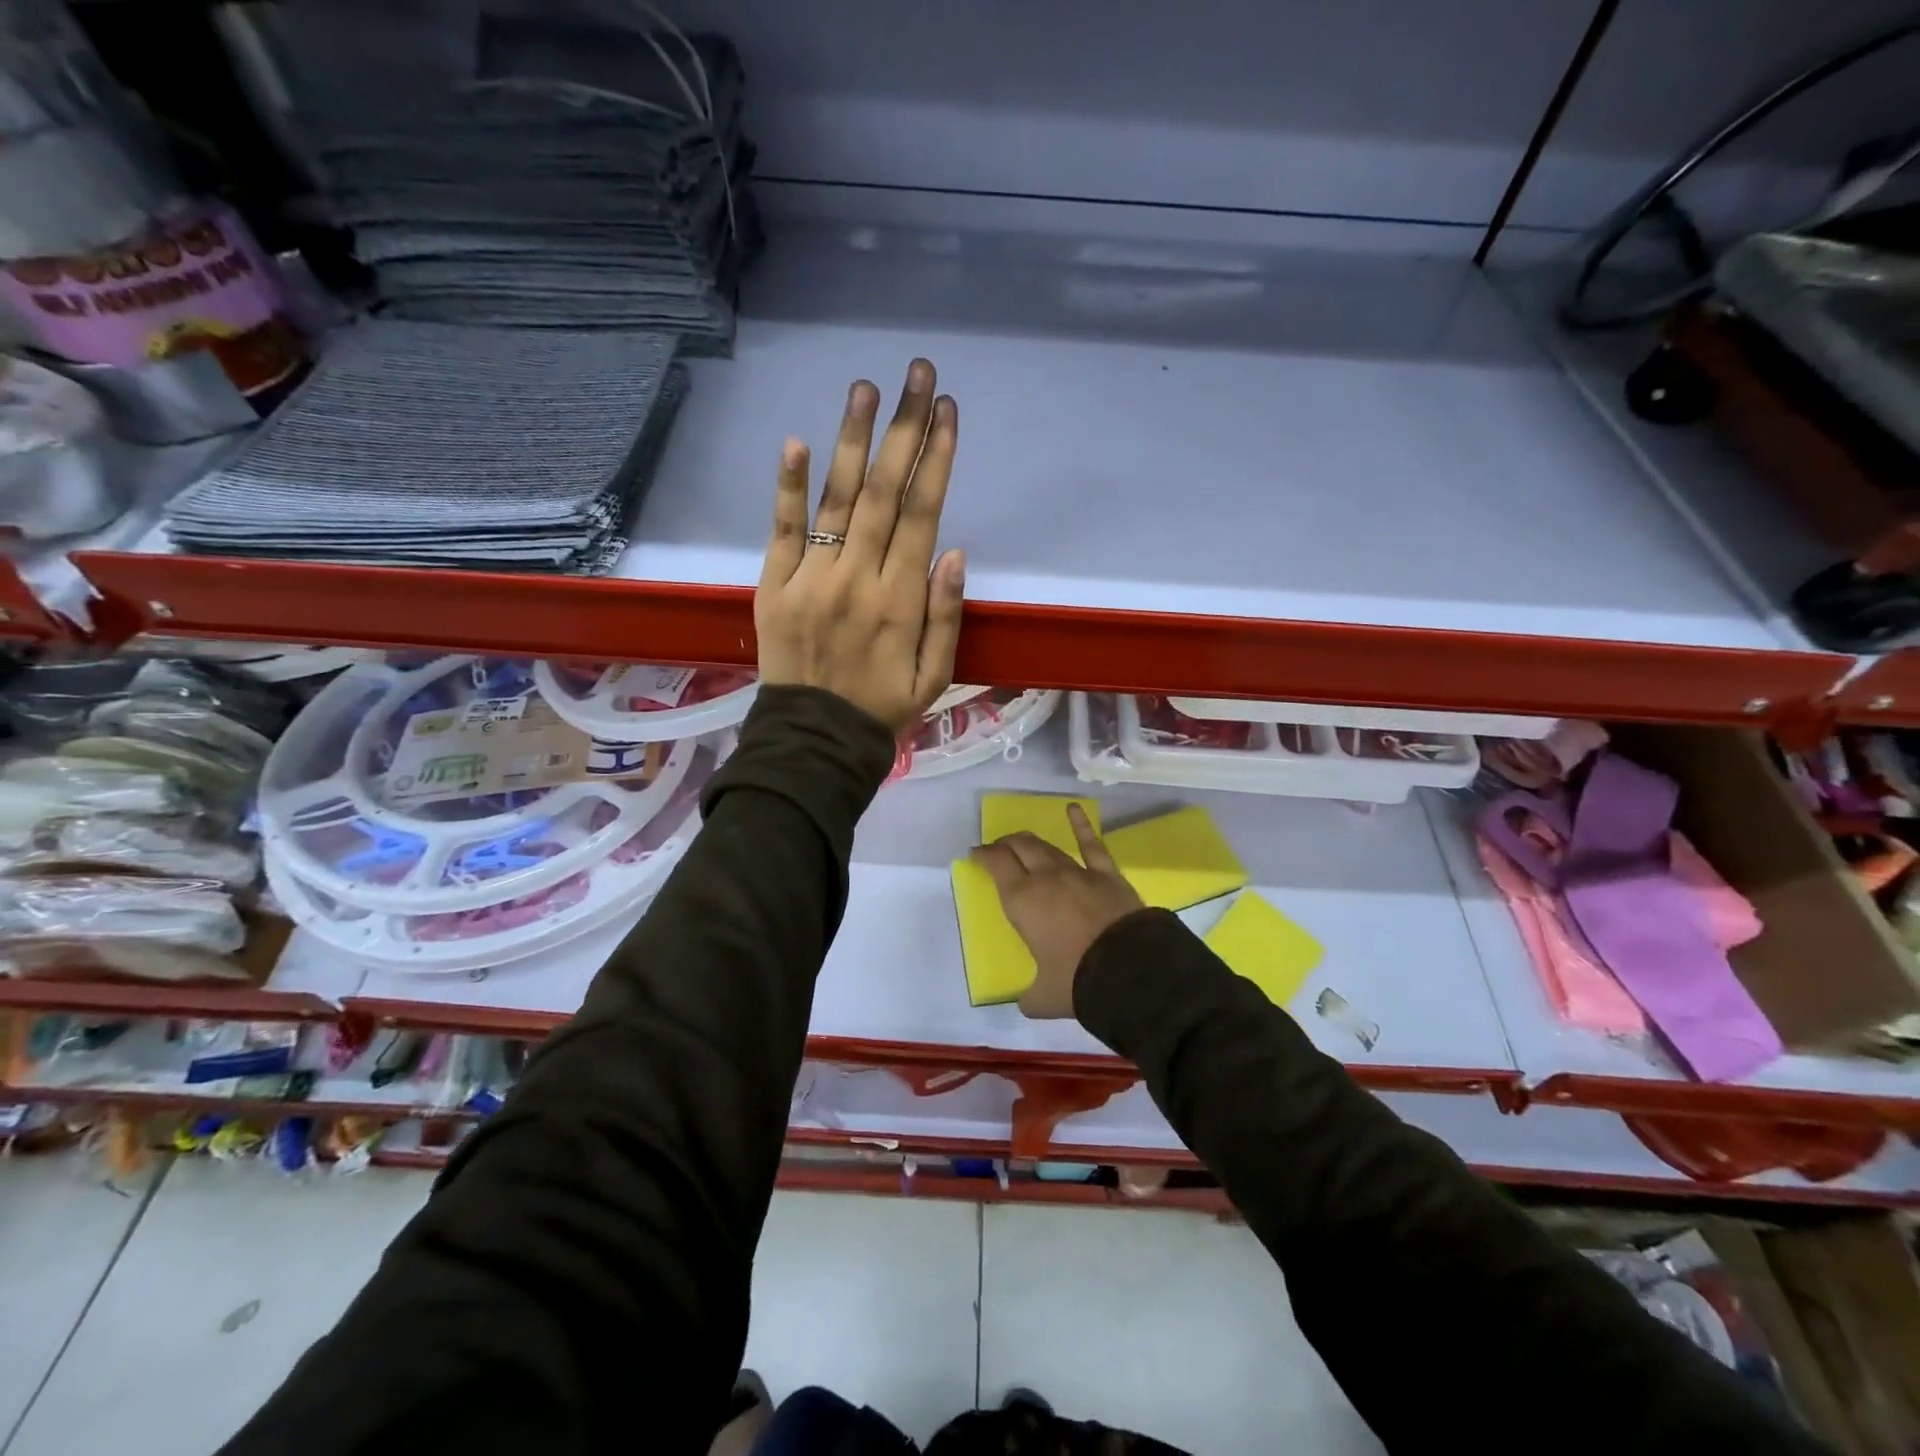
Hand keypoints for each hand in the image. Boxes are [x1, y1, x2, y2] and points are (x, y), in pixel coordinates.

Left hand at [755, 358, 964, 734]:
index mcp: (901, 600)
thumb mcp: (935, 676)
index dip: (936, 458)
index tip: (947, 411)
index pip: (922, 514)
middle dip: (903, 429)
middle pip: (884, 492)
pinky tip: (796, 442)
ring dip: (852, 440)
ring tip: (866, 387)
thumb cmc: (882, 709)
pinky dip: (788, 487)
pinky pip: (782, 531)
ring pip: (837, 500)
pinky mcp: (772, 586)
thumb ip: (946, 615)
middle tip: (917, 374)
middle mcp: (857, 579)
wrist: (815, 741)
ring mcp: (810, 579)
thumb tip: (954, 551)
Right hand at [969, 805, 1143, 1018]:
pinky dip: (1081, 825)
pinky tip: (1074, 809)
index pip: (996, 865)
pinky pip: (1091, 845)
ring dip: (1031, 841)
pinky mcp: (1106, 874)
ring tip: (1022, 840)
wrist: (1129, 969)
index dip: (984, 856)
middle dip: (1005, 844)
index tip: (976, 854)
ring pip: (1048, 847)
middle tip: (998, 848)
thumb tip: (1025, 1002)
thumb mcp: (1043, 997)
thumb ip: (1029, 996)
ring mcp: (1077, 872)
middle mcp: (1045, 878)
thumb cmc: (1077, 981)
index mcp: (1022, 901)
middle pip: (1020, 848)